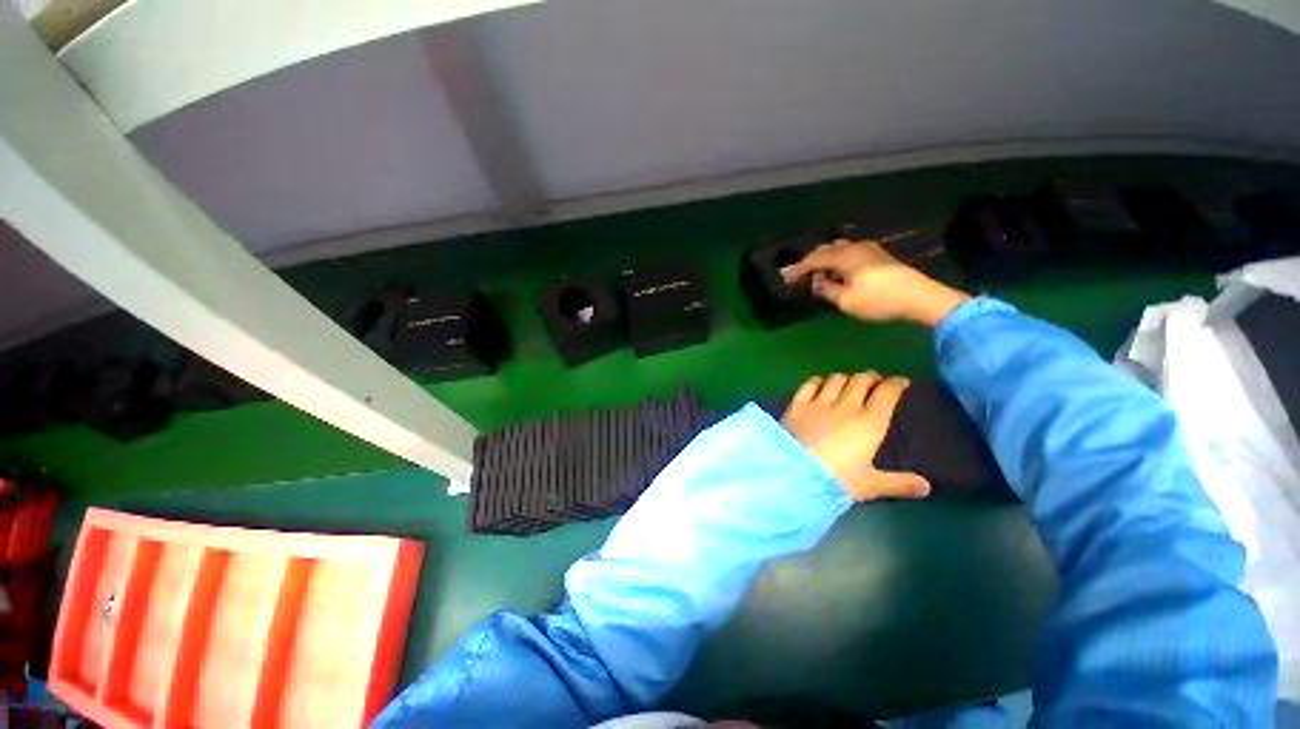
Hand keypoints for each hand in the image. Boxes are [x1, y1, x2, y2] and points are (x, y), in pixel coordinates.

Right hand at [781, 240, 969, 327]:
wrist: (919, 297)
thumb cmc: (879, 300)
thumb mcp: (846, 301)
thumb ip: (827, 290)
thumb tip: (817, 283)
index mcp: (845, 257)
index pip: (814, 259)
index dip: (798, 269)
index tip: (786, 279)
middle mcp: (855, 248)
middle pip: (826, 249)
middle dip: (810, 261)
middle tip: (799, 275)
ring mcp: (869, 250)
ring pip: (839, 249)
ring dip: (825, 260)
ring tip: (817, 275)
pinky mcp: (878, 256)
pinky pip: (850, 253)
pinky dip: (838, 261)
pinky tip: (838, 273)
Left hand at [781, 371, 930, 501]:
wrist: (793, 472)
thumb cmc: (836, 480)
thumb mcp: (869, 485)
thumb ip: (898, 483)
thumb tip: (927, 487)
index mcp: (869, 423)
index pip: (887, 394)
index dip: (896, 384)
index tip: (901, 382)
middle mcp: (845, 406)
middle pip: (860, 380)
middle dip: (870, 377)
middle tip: (875, 381)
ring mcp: (818, 403)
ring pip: (835, 379)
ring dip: (845, 377)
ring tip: (848, 382)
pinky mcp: (796, 404)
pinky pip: (809, 384)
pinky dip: (818, 381)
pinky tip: (819, 383)